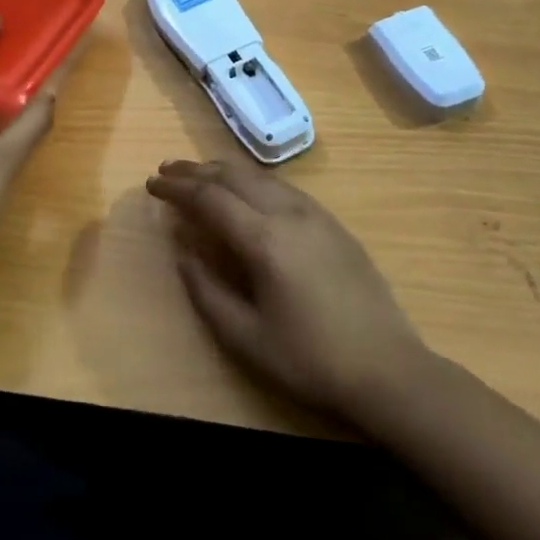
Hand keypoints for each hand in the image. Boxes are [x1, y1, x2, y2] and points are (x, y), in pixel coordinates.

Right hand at [147, 158, 429, 421]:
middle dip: (196, 170)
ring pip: (260, 176)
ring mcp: (315, 214)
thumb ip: (207, 292)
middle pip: (234, 176)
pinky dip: (253, 180)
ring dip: (225, 171)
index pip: (210, 198)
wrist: (387, 368)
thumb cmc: (310, 359)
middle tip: (167, 170)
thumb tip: (183, 254)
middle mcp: (289, 213)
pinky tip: (246, 190)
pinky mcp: (333, 223)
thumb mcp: (246, 338)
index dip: (177, 188)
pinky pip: (283, 187)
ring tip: (199, 174)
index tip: (152, 184)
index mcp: (264, 240)